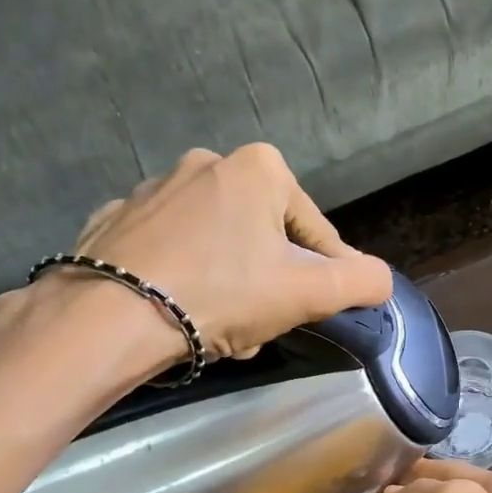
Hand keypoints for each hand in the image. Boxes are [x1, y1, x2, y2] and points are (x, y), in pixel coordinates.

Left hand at [68, 144, 393, 363]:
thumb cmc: (222, 293)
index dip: (325, 276)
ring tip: (219, 329)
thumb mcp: (309, 293)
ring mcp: (152, 189)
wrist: (111, 316)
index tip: (318, 311)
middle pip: (262, 238)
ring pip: (216, 246)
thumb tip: (380, 279)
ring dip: (229, 286)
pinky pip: (168, 251)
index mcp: (259, 168)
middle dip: (269, 285)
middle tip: (260, 325)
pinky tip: (175, 313)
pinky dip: (181, 278)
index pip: (315, 231)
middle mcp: (205, 163)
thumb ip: (361, 281)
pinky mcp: (114, 220)